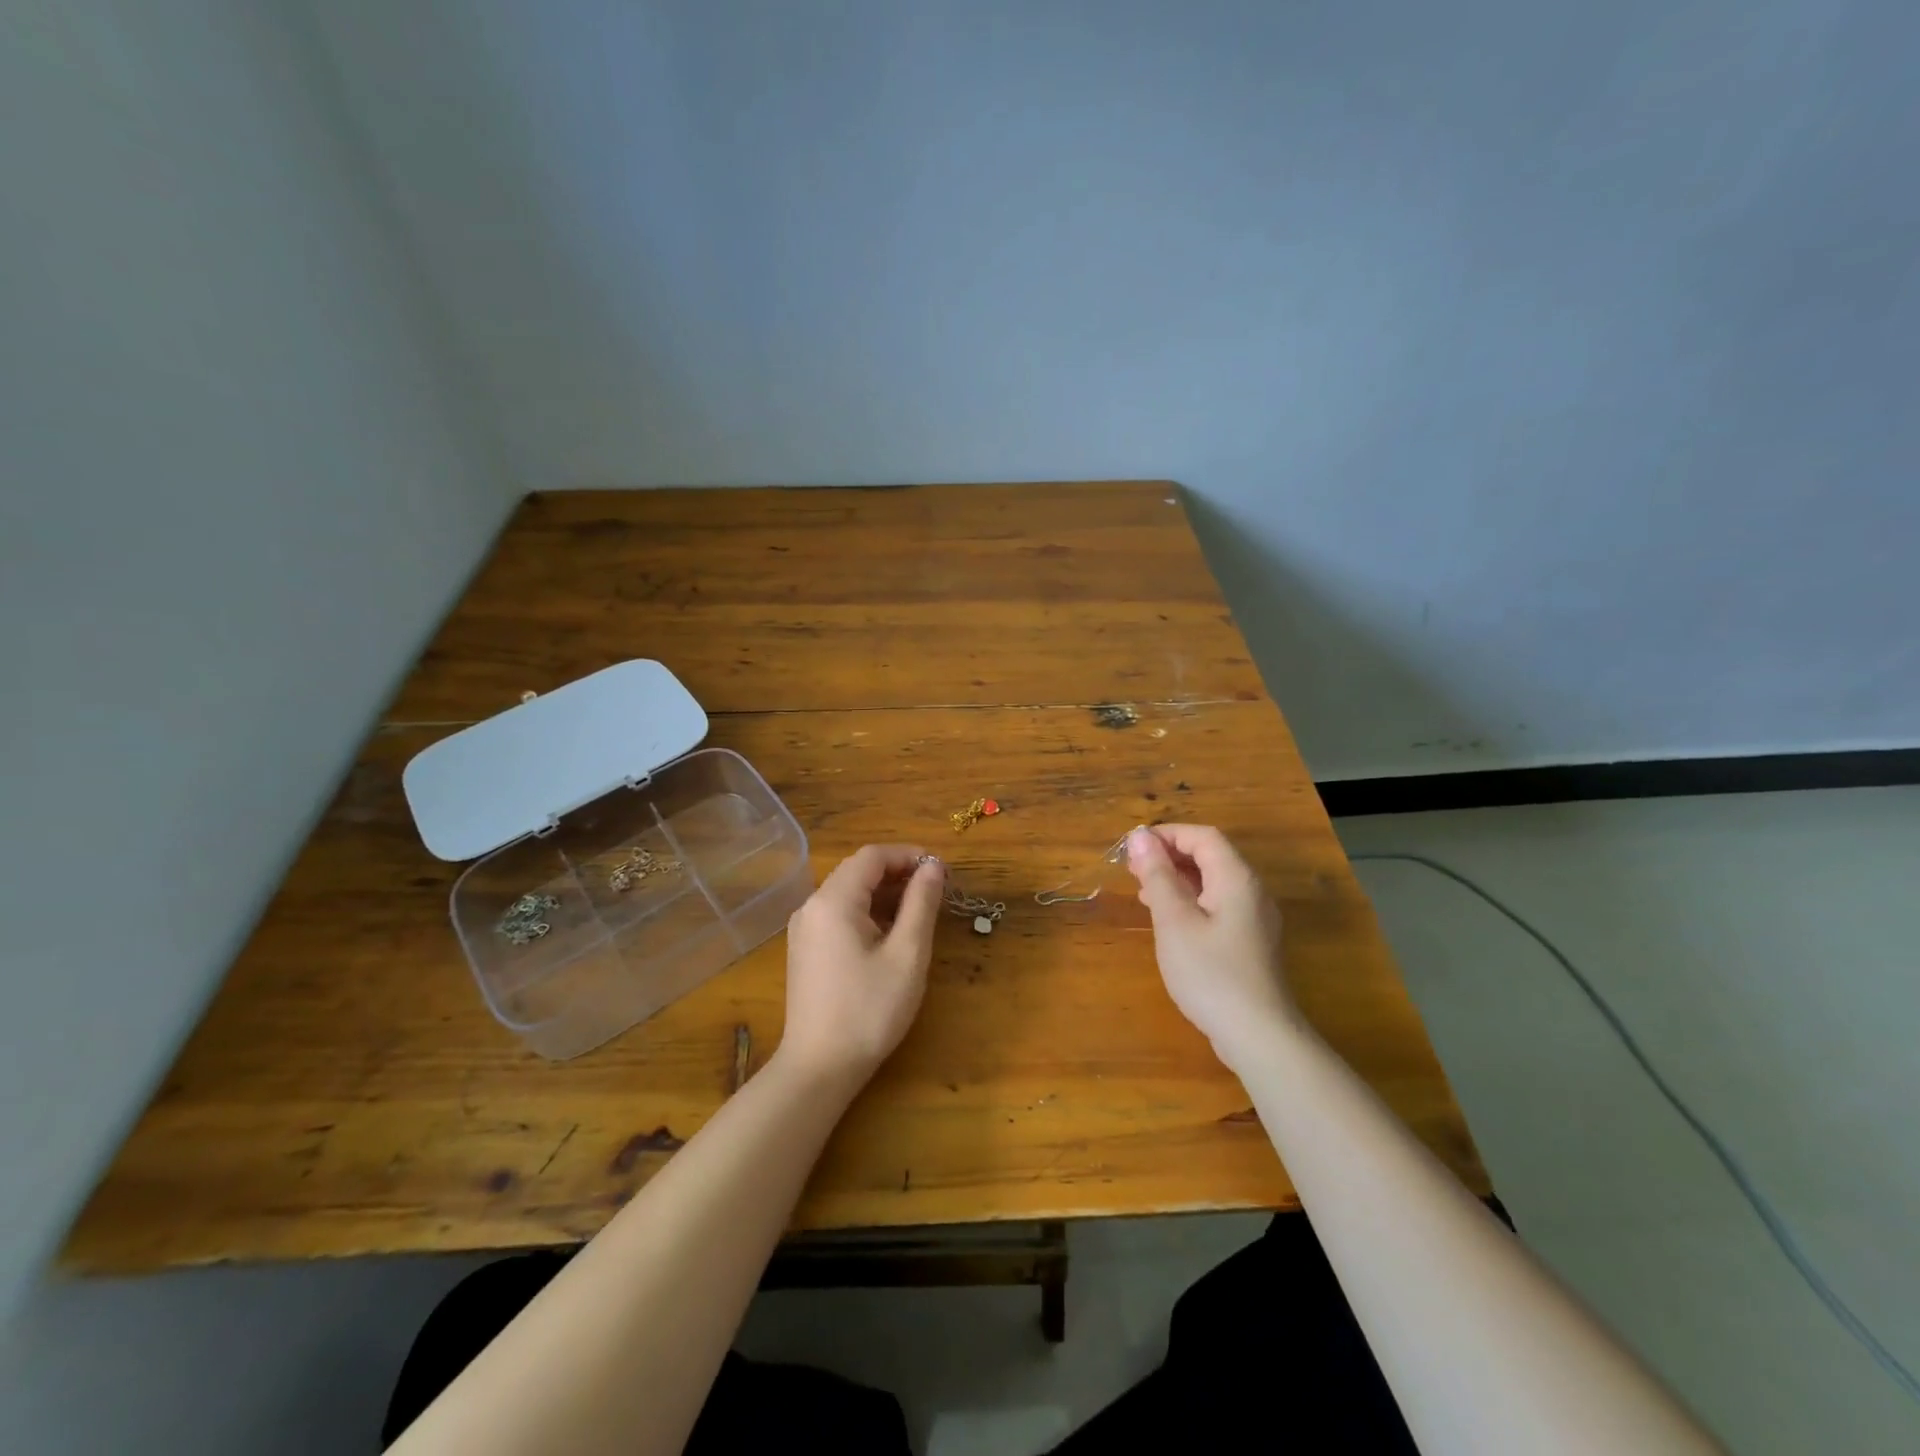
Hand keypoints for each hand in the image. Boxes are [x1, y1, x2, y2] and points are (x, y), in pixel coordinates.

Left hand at [777, 845, 944, 1085]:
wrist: (819, 1068)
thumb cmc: (869, 1010)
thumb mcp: (907, 955)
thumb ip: (921, 903)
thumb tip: (934, 866)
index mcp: (833, 900)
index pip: (872, 855)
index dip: (909, 855)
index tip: (941, 871)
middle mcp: (812, 905)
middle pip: (858, 870)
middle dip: (898, 873)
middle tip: (935, 891)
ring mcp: (804, 929)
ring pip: (849, 893)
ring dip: (884, 894)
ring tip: (919, 913)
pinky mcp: (805, 950)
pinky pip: (839, 914)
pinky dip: (867, 913)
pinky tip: (890, 935)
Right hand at [1125, 825, 1297, 1070]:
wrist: (1258, 1035)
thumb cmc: (1210, 973)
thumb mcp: (1174, 921)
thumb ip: (1157, 876)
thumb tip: (1140, 837)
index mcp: (1236, 878)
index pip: (1202, 837)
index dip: (1166, 834)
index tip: (1132, 847)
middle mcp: (1251, 891)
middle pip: (1210, 856)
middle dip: (1169, 856)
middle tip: (1132, 869)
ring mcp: (1255, 918)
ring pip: (1213, 882)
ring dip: (1177, 879)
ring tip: (1143, 891)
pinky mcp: (1251, 942)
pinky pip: (1218, 905)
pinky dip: (1190, 901)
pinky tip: (1168, 920)